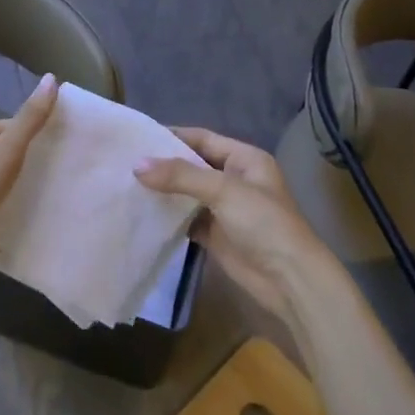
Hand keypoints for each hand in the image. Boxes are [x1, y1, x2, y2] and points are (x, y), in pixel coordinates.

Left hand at [0, 74, 58, 304]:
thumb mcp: (4, 153)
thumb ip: (30, 119)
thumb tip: (52, 78)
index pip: (16, 126)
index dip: (43, 130)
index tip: (75, 140)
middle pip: (17, 153)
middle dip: (43, 159)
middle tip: (79, 164)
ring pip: (16, 182)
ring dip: (39, 185)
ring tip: (75, 186)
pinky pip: (13, 207)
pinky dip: (30, 208)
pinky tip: (56, 211)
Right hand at [136, 129, 324, 320]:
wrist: (289, 279)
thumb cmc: (263, 223)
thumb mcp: (223, 190)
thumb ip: (181, 176)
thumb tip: (137, 165)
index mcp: (244, 159)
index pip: (202, 138)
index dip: (173, 136)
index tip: (138, 136)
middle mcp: (234, 179)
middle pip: (193, 165)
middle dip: (164, 164)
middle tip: (125, 161)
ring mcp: (225, 208)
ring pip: (188, 193)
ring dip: (164, 191)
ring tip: (127, 184)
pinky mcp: (217, 234)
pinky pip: (188, 219)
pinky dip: (169, 217)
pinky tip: (143, 214)